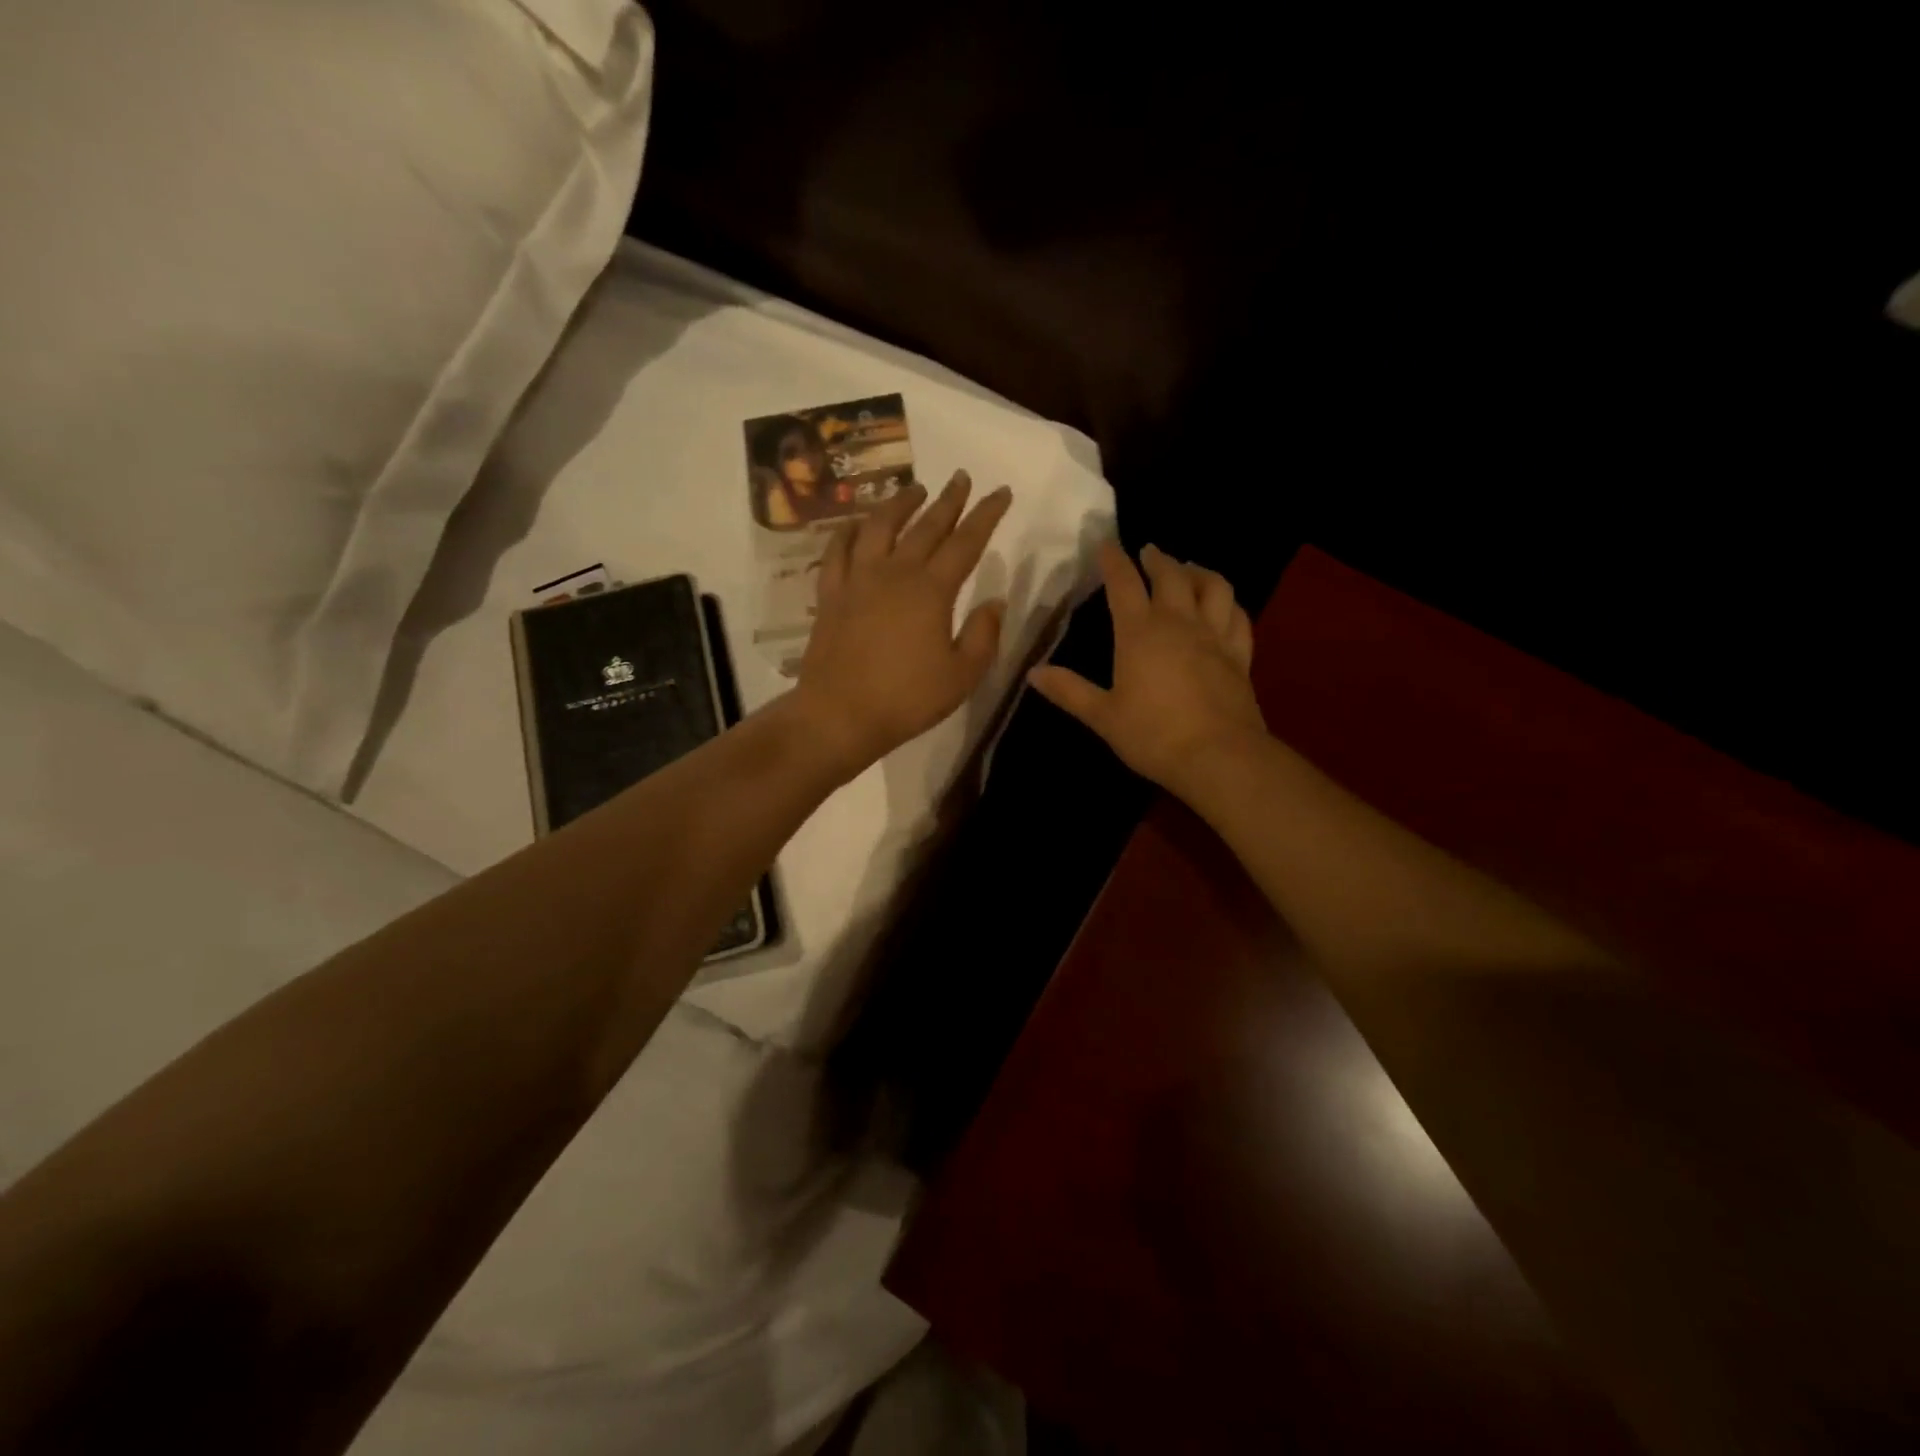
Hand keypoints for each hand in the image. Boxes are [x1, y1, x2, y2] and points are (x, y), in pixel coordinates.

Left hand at [792, 470, 1013, 778]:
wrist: (839, 714)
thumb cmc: (907, 699)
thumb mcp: (962, 676)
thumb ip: (983, 635)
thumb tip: (994, 601)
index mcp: (932, 590)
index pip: (966, 542)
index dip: (986, 515)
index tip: (1000, 492)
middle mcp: (895, 573)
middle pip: (926, 526)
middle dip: (948, 499)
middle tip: (961, 477)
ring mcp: (858, 579)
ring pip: (880, 527)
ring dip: (899, 503)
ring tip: (914, 489)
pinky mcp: (831, 593)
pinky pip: (838, 550)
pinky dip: (850, 530)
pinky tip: (857, 523)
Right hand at [1029, 542, 1267, 797]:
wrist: (1218, 756)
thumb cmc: (1153, 735)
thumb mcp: (1102, 716)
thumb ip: (1069, 691)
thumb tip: (1033, 672)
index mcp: (1139, 633)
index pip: (1123, 584)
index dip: (1113, 560)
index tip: (1106, 543)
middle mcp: (1179, 623)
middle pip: (1170, 576)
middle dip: (1157, 559)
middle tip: (1148, 551)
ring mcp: (1214, 636)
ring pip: (1213, 587)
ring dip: (1199, 572)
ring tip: (1189, 569)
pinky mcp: (1239, 655)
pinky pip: (1238, 617)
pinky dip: (1229, 603)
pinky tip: (1224, 605)